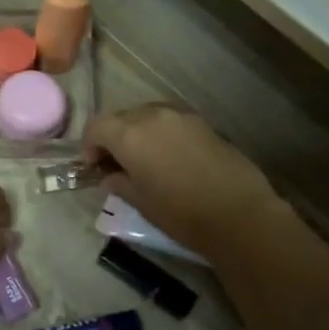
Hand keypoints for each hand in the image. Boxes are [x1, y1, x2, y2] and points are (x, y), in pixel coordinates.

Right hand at [83, 104, 282, 257]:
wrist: (239, 214)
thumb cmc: (181, 212)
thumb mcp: (140, 202)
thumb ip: (119, 183)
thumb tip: (109, 177)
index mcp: (130, 134)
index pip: (97, 127)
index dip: (89, 146)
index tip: (93, 167)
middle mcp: (153, 116)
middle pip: (121, 118)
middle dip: (112, 138)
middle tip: (115, 165)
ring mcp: (181, 116)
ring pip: (146, 116)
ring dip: (137, 133)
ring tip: (143, 161)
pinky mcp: (203, 123)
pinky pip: (170, 122)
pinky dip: (160, 134)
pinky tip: (168, 159)